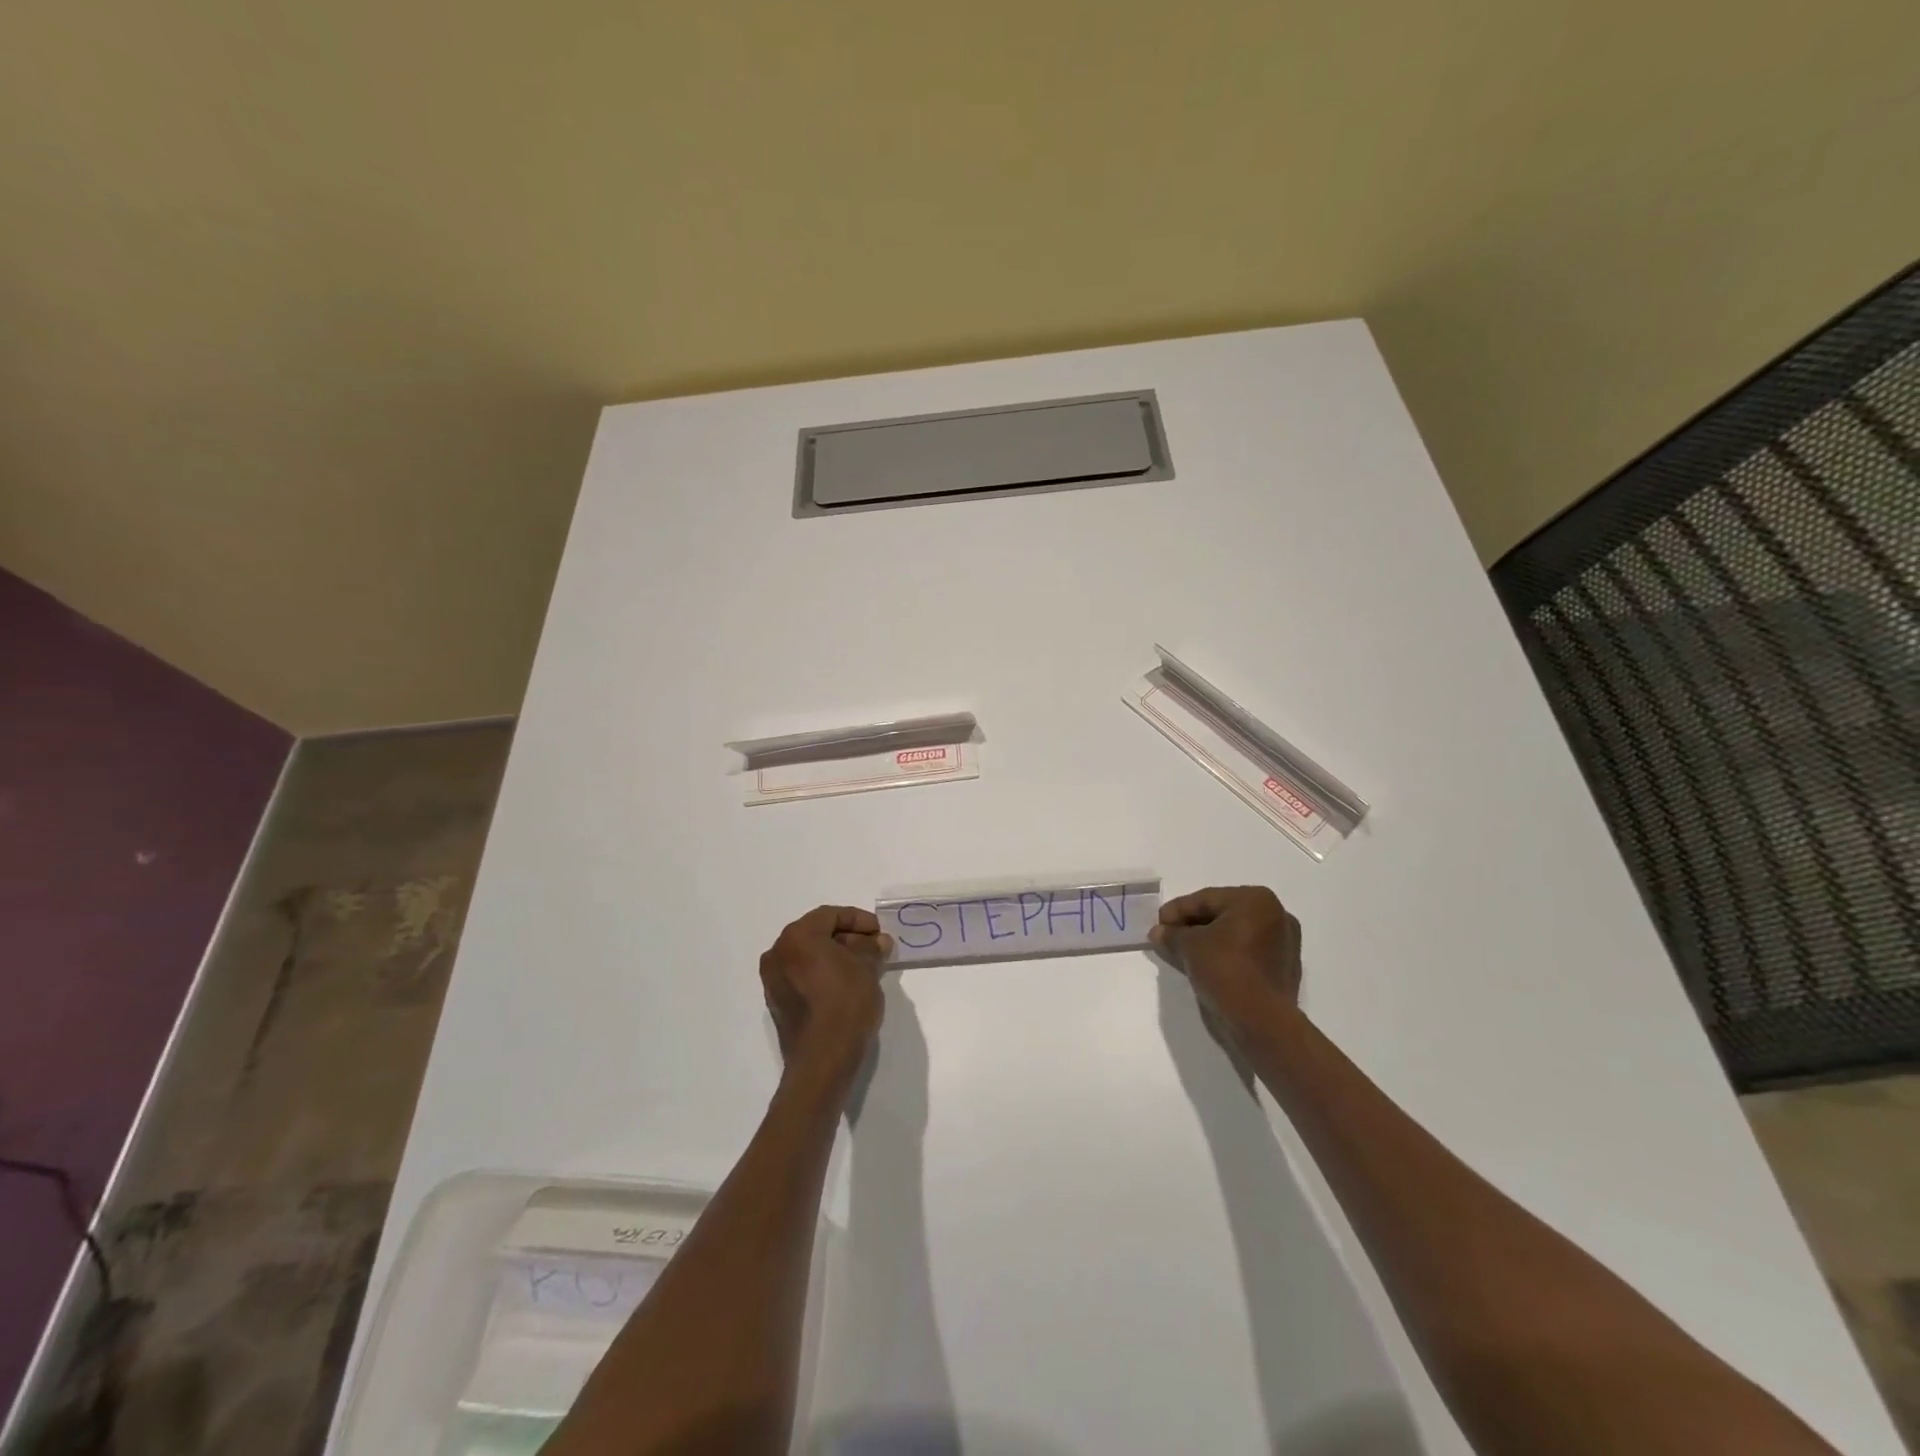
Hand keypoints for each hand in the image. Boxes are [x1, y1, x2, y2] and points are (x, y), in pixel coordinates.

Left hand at [759, 905, 892, 1079]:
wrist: (822, 1060)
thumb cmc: (846, 1004)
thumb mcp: (867, 969)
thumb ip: (871, 948)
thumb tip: (877, 941)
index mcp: (797, 937)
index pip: (830, 915)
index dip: (859, 919)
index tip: (879, 932)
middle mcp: (778, 953)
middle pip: (817, 934)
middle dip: (847, 938)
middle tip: (874, 948)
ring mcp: (773, 980)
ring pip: (808, 956)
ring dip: (835, 956)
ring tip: (864, 967)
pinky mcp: (777, 1002)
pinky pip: (801, 976)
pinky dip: (822, 973)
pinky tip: (845, 985)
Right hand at [1149, 886, 1302, 1037]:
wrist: (1260, 1022)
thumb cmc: (1225, 969)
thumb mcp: (1189, 946)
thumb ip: (1171, 935)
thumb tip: (1159, 933)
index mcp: (1257, 900)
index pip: (1206, 899)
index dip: (1177, 910)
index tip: (1157, 924)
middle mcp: (1276, 916)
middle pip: (1222, 915)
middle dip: (1192, 926)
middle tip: (1167, 938)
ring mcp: (1283, 945)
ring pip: (1234, 937)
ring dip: (1206, 943)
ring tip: (1180, 954)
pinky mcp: (1282, 971)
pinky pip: (1245, 955)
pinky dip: (1223, 958)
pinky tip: (1203, 968)